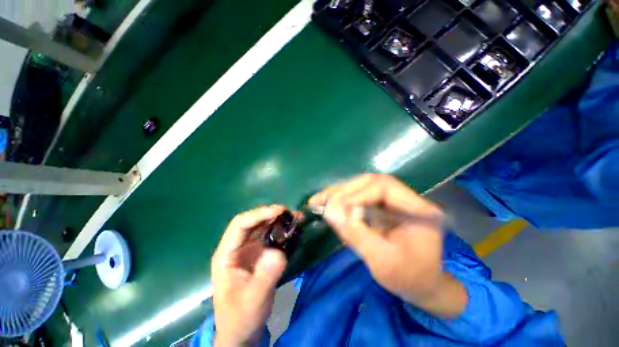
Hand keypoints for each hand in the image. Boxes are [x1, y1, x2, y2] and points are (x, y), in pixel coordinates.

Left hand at [211, 206, 287, 345]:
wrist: (242, 331)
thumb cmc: (241, 318)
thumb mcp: (253, 301)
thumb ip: (265, 277)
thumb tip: (279, 252)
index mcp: (226, 255)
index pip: (240, 225)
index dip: (259, 214)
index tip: (280, 211)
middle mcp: (237, 247)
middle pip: (252, 221)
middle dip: (272, 214)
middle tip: (292, 213)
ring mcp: (248, 250)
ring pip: (262, 226)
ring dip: (278, 219)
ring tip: (295, 218)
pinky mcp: (259, 254)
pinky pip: (270, 235)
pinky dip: (281, 229)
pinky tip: (292, 230)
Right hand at [309, 174, 466, 317]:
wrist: (420, 285)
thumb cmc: (409, 278)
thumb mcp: (383, 261)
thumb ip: (357, 234)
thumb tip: (331, 212)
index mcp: (419, 209)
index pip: (384, 186)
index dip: (357, 194)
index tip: (336, 208)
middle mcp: (406, 198)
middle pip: (370, 182)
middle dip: (343, 191)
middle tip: (320, 201)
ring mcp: (393, 200)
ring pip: (362, 187)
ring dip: (338, 193)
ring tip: (317, 200)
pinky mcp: (382, 206)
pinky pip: (359, 196)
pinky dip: (341, 200)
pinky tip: (326, 203)